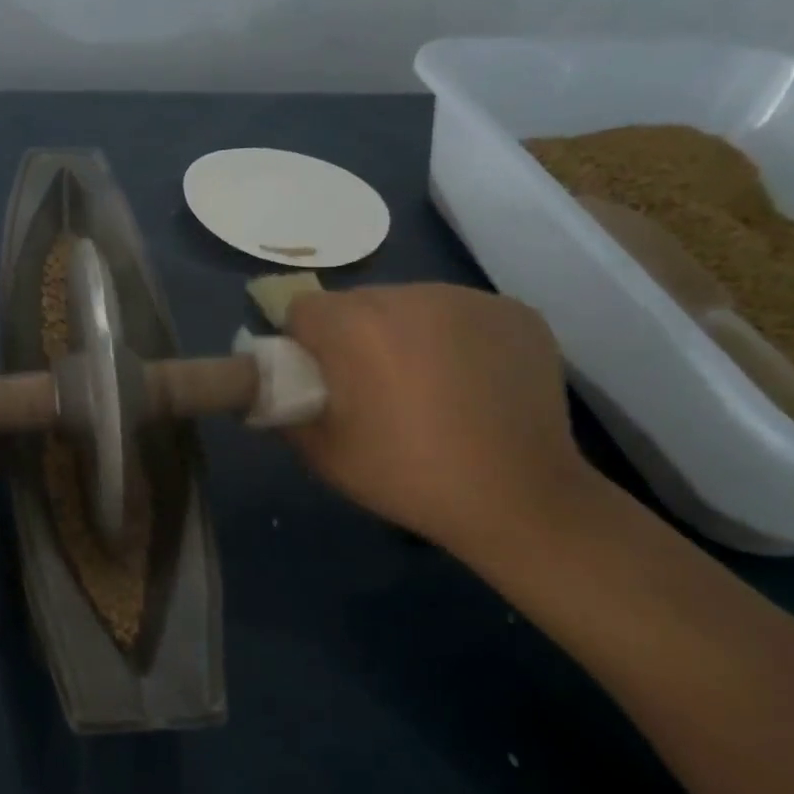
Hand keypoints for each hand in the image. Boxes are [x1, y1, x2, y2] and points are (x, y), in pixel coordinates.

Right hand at [284, 285, 596, 558]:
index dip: (304, 344)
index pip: (303, 309)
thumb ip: (283, 406)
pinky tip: (471, 383)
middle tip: (374, 390)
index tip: (322, 380)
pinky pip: (460, 313)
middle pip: (357, 303)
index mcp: (354, 326)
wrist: (519, 498)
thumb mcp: (321, 452)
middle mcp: (408, 295)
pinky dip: (455, 339)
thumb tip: (273, 384)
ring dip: (405, 335)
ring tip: (428, 388)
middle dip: (354, 337)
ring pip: (411, 305)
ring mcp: (468, 298)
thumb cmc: (408, 476)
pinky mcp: (514, 311)